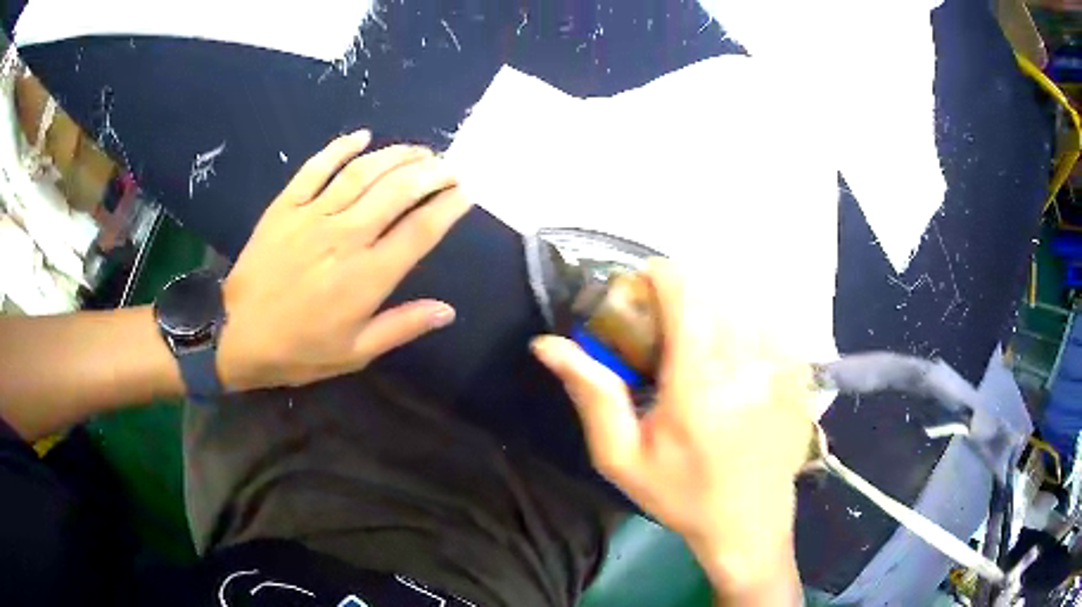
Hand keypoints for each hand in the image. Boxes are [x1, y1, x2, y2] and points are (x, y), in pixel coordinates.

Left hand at [217, 130, 470, 390]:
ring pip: (363, 173)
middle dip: (431, 173)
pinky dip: (340, 147)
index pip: (420, 231)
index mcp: (367, 276)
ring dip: (397, 155)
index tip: (466, 192)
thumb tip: (447, 310)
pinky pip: (316, 168)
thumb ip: (402, 327)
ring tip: (419, 150)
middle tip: (449, 166)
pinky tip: (362, 136)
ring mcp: (313, 216)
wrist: (235, 335)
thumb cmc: (299, 350)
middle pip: (398, 191)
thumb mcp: (355, 353)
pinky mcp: (285, 206)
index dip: (449, 207)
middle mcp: (346, 236)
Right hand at [532, 259, 812, 600]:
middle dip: (684, 297)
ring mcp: (782, 368)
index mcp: (698, 381)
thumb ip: (591, 393)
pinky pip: (772, 328)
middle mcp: (747, 363)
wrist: (748, 526)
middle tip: (666, 329)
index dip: (659, 276)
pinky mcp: (799, 377)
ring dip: (717, 311)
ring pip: (745, 306)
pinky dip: (749, 330)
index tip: (642, 286)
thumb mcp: (622, 456)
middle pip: (714, 293)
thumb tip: (547, 344)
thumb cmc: (680, 494)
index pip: (684, 294)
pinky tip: (739, 363)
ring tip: (702, 347)